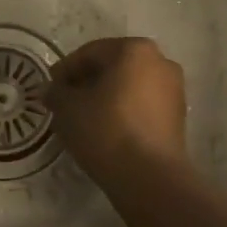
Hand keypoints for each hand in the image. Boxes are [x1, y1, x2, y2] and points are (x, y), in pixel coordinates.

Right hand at [49, 37, 187, 173]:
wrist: (150, 177)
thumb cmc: (106, 130)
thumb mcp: (67, 108)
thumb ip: (56, 92)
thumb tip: (51, 90)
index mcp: (134, 49)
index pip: (89, 53)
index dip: (64, 71)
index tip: (49, 90)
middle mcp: (160, 62)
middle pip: (112, 67)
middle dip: (85, 83)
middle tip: (63, 104)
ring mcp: (174, 90)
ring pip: (128, 87)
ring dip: (104, 98)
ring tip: (81, 120)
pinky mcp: (178, 117)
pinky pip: (141, 106)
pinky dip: (122, 113)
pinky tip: (104, 132)